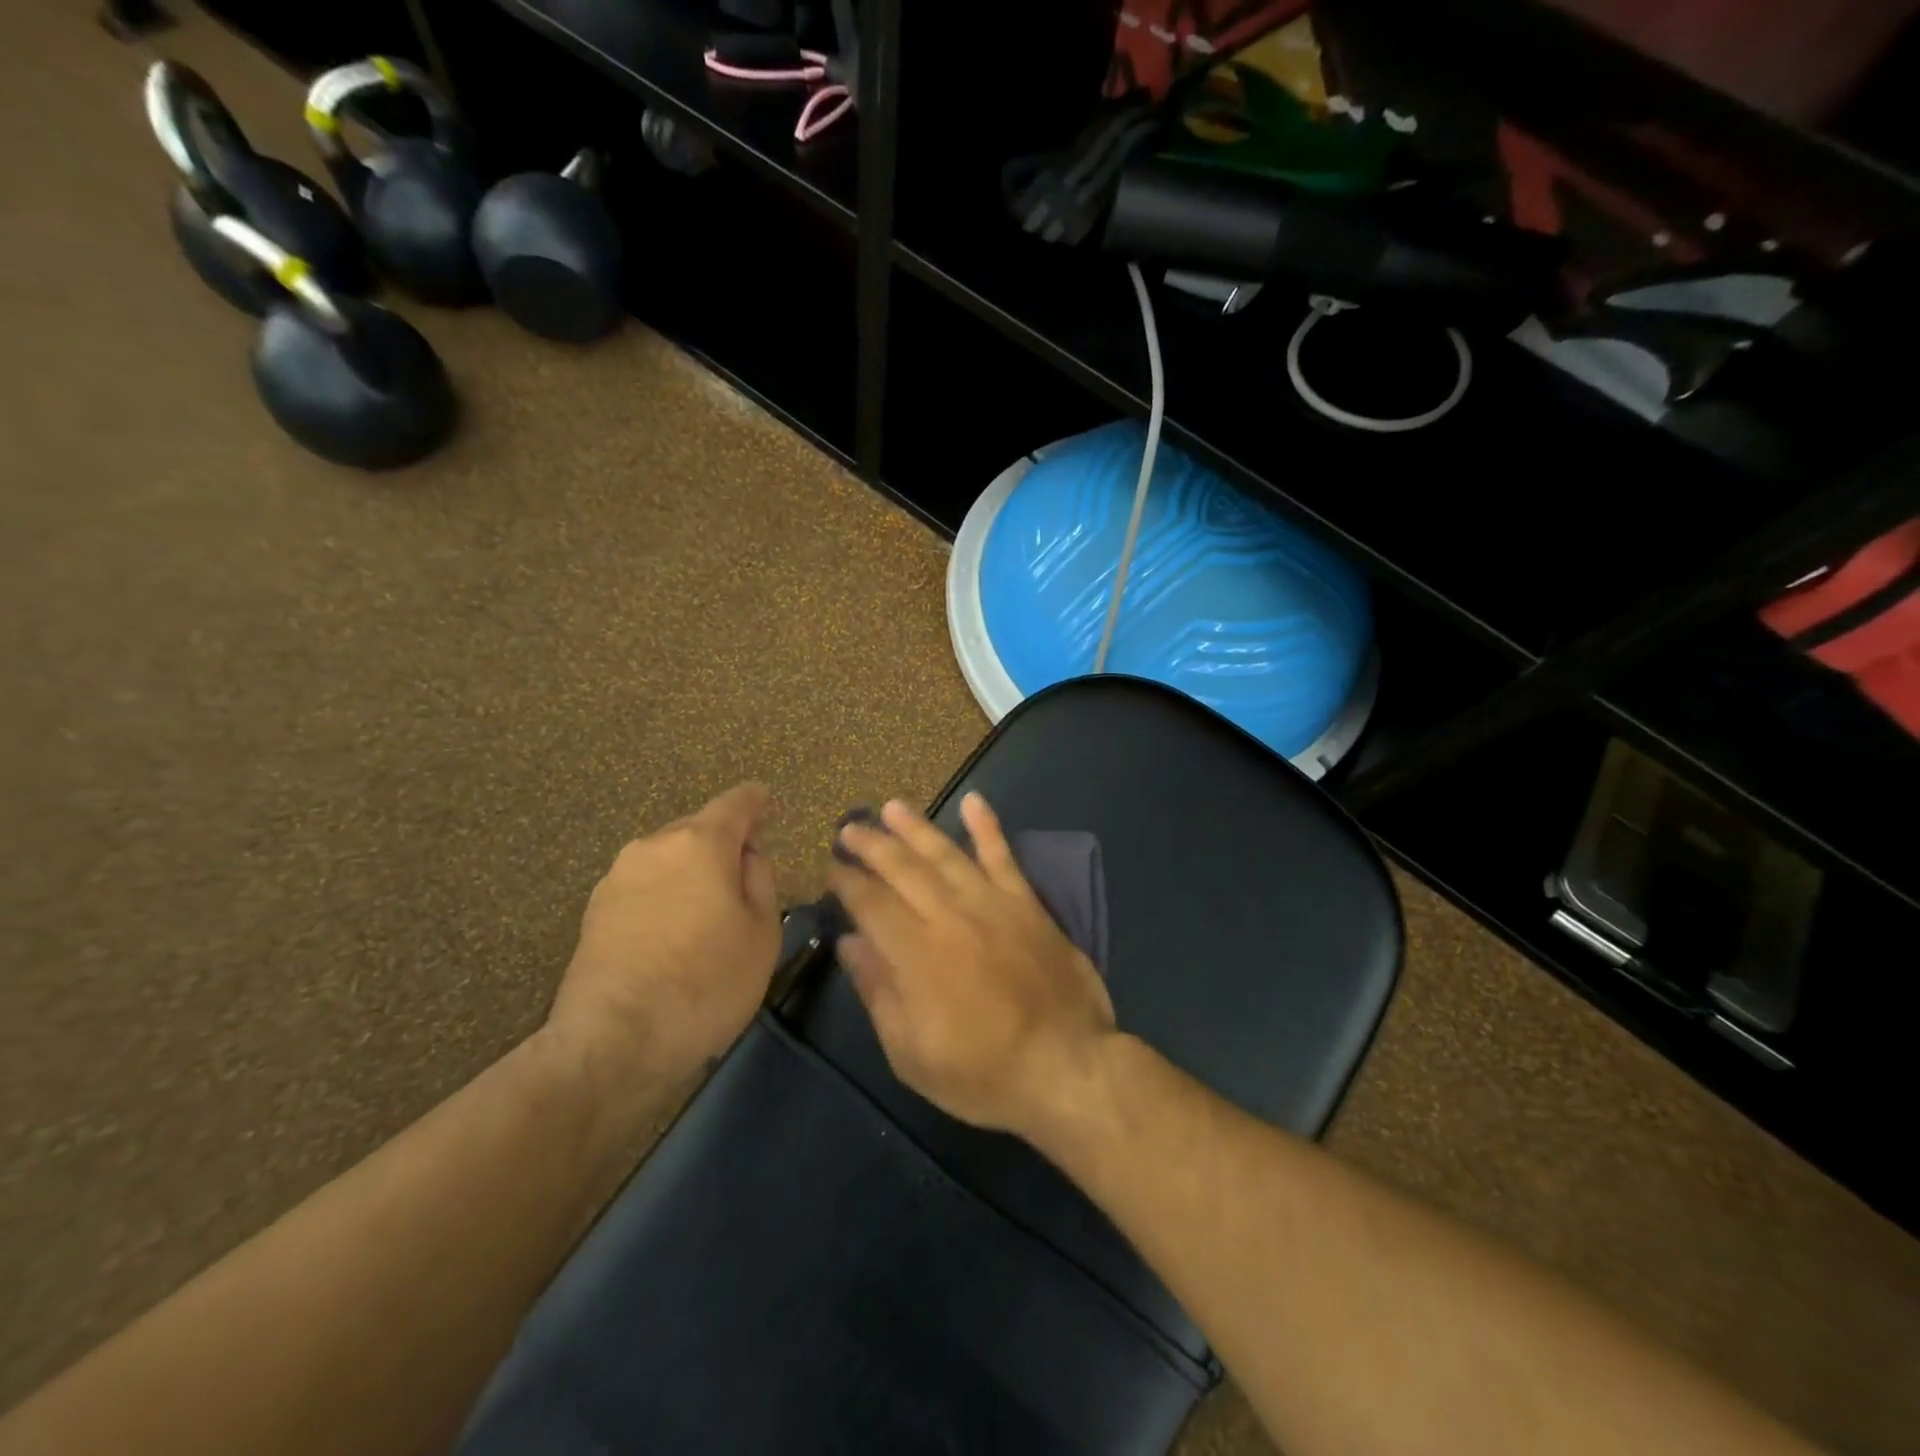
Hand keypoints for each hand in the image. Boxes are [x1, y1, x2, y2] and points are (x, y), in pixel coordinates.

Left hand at [547, 783, 780, 1095]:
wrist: (613, 1042)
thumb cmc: (706, 982)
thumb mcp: (763, 932)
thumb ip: (761, 879)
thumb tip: (747, 855)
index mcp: (701, 843)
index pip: (736, 802)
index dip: (757, 800)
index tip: (768, 803)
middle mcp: (654, 846)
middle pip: (699, 829)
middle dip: (724, 843)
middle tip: (746, 876)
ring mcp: (618, 877)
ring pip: (668, 858)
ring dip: (692, 872)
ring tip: (709, 911)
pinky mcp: (594, 911)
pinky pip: (644, 886)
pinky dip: (666, 896)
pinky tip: (674, 933)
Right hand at [827, 794, 1118, 1139]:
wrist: (1066, 1067)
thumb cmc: (982, 1072)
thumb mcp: (911, 1054)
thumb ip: (878, 992)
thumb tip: (850, 942)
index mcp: (916, 955)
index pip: (870, 903)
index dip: (846, 882)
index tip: (831, 867)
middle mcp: (949, 916)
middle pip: (902, 869)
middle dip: (871, 845)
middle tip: (850, 828)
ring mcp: (992, 903)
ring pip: (945, 853)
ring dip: (915, 827)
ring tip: (891, 807)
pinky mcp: (1026, 903)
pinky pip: (1003, 856)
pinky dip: (987, 826)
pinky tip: (974, 801)